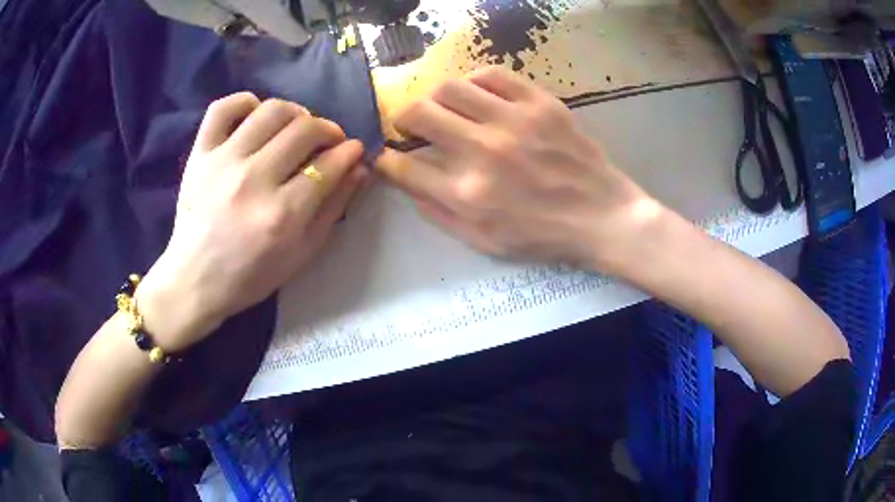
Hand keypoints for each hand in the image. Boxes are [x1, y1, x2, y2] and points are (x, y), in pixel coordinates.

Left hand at [136, 93, 366, 351]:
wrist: (195, 280)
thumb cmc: (250, 276)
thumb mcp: (301, 255)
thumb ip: (333, 209)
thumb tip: (358, 167)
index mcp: (282, 214)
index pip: (329, 164)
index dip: (350, 152)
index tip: (354, 150)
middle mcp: (253, 180)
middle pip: (305, 129)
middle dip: (329, 129)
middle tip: (329, 141)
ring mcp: (223, 161)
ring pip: (272, 110)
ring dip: (296, 112)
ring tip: (297, 127)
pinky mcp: (200, 154)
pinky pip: (224, 108)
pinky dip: (245, 101)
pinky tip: (256, 114)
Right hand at [375, 67, 661, 270]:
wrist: (602, 217)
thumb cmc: (543, 235)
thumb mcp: (484, 242)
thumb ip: (438, 214)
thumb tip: (407, 183)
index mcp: (468, 194)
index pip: (403, 166)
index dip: (387, 160)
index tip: (389, 156)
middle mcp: (484, 152)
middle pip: (418, 114)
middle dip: (403, 118)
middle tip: (412, 125)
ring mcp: (514, 122)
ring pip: (450, 88)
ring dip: (436, 98)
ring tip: (447, 109)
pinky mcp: (540, 103)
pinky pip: (492, 75)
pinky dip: (475, 83)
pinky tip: (479, 96)